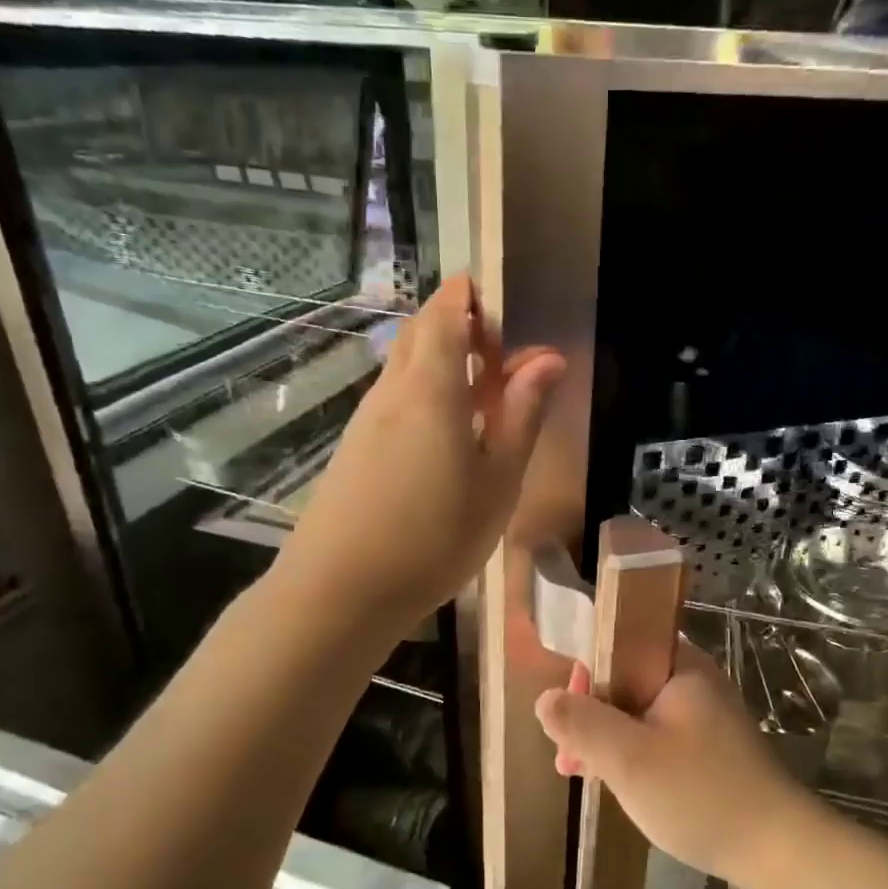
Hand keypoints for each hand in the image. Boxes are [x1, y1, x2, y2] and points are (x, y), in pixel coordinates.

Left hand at [277, 276, 563, 631]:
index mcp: (431, 387)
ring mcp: (367, 419)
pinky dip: (427, 396)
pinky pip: (397, 400)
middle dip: (462, 328)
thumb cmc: (434, 536)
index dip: (472, 298)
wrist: (340, 591)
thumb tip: (547, 359)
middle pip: (422, 334)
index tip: (505, 309)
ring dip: (446, 364)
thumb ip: (522, 415)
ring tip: (487, 402)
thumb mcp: (498, 480)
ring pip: (407, 367)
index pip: (446, 312)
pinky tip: (451, 439)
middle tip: (504, 361)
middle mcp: (392, 391)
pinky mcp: (356, 448)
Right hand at [534, 643, 820, 888]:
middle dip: (590, 713)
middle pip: (627, 680)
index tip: (566, 712)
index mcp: (681, 666)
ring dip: (607, 737)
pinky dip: (632, 753)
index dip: (586, 672)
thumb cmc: (699, 793)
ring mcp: (705, 716)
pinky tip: (613, 783)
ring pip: (639, 712)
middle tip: (566, 756)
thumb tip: (546, 698)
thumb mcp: (628, 758)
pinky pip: (658, 736)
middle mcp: (695, 681)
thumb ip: (582, 723)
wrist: (778, 850)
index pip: (622, 643)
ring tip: (577, 773)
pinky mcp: (710, 748)